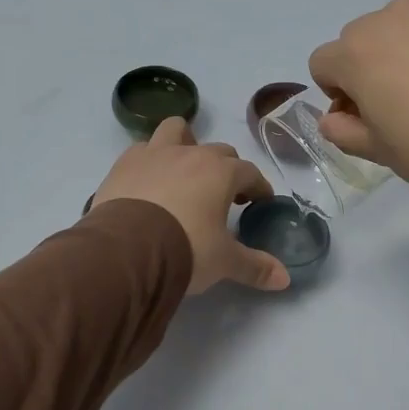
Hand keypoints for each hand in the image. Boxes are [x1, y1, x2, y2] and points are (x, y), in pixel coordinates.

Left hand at [90, 118, 290, 292]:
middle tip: (225, 194)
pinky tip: (149, 180)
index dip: (258, 186)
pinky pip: (142, 150)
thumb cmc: (186, 249)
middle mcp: (191, 154)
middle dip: (226, 168)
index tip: (260, 200)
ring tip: (184, 170)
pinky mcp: (123, 164)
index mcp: (221, 172)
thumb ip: (254, 266)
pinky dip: (150, 160)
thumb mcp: (224, 262)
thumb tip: (284, 279)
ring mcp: (154, 154)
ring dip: (186, 144)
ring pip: (176, 131)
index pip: (249, 172)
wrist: (126, 250)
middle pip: (218, 150)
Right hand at [309, 0, 408, 222]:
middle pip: (364, 37)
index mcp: (356, 53)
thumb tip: (336, 119)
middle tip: (408, 104)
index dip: (340, 93)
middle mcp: (392, 16)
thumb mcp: (382, 154)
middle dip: (373, 65)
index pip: (324, 63)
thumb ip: (344, 131)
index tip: (368, 118)